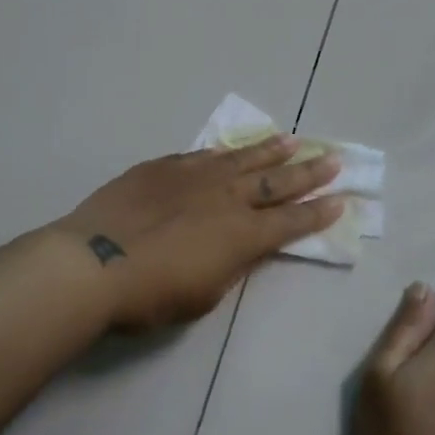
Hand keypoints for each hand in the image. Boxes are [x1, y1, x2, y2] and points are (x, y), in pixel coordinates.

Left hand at [53, 136, 344, 331]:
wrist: (93, 262)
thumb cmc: (151, 294)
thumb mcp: (204, 294)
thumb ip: (232, 265)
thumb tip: (247, 247)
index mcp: (242, 235)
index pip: (292, 221)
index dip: (318, 213)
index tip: (341, 200)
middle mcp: (227, 198)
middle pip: (277, 181)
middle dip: (309, 172)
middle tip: (333, 158)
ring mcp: (195, 176)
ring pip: (243, 158)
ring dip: (271, 150)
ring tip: (293, 140)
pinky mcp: (165, 167)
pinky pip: (204, 155)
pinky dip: (224, 152)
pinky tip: (231, 148)